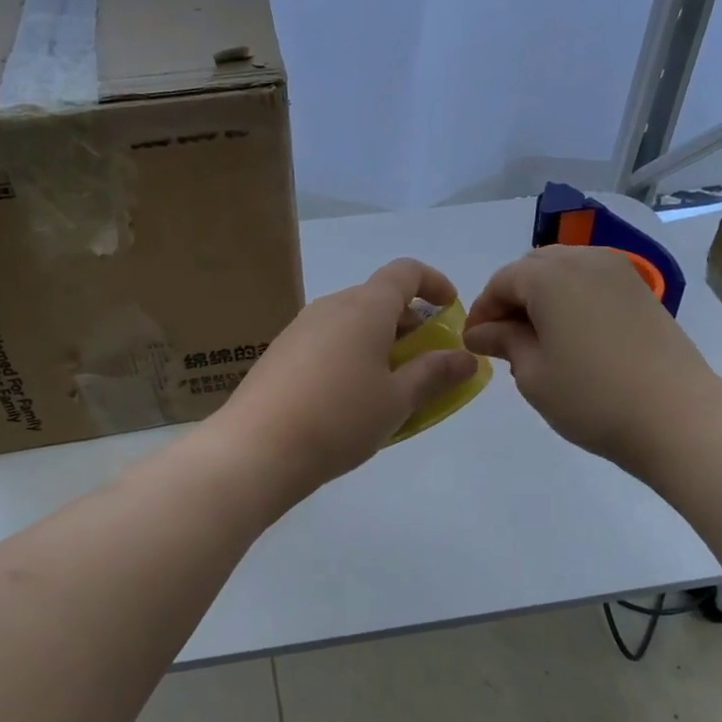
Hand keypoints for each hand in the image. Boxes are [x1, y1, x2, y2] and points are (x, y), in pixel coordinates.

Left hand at [212, 258, 480, 498]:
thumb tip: (465, 358)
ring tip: (390, 385)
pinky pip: (327, 342)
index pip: (405, 272)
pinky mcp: (280, 354)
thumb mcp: (397, 400)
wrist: (256, 449)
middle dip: (408, 322)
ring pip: (351, 322)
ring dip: (378, 341)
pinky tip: (349, 398)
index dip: (433, 283)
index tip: (450, 309)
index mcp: (364, 308)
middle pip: (377, 298)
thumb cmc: (339, 419)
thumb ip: (434, 374)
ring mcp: (300, 329)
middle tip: (426, 361)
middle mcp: (330, 307)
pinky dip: (350, 355)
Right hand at [464, 245, 721, 479]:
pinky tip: (571, 336)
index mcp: (550, 275)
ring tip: (537, 339)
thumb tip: (481, 332)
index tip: (474, 343)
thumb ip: (504, 342)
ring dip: (543, 297)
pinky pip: (592, 282)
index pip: (502, 281)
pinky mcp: (641, 291)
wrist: (677, 416)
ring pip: (565, 271)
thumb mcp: (533, 373)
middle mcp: (584, 260)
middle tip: (503, 339)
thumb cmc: (591, 396)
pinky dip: (572, 299)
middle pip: (533, 268)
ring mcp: (619, 272)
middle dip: (512, 298)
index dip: (482, 310)